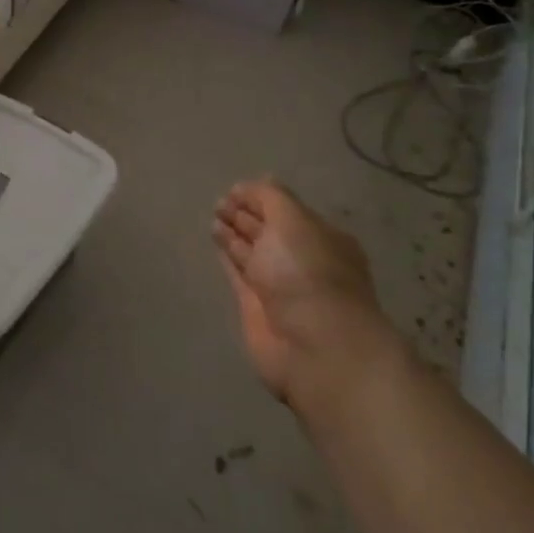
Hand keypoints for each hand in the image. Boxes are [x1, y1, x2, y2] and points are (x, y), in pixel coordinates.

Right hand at [212, 179, 397, 412]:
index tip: (233, 190)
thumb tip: (251, 186)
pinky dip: (228, 257)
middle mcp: (300, 259)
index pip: (285, 209)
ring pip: (252, 251)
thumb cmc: (307, 274)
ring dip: (234, 234)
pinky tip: (216, 243)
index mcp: (319, 237)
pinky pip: (239, 274)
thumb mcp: (292, 221)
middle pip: (268, 230)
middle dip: (245, 214)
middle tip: (219, 203)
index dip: (259, 198)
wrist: (313, 346)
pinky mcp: (256, 306)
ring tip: (213, 218)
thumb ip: (269, 199)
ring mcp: (279, 284)